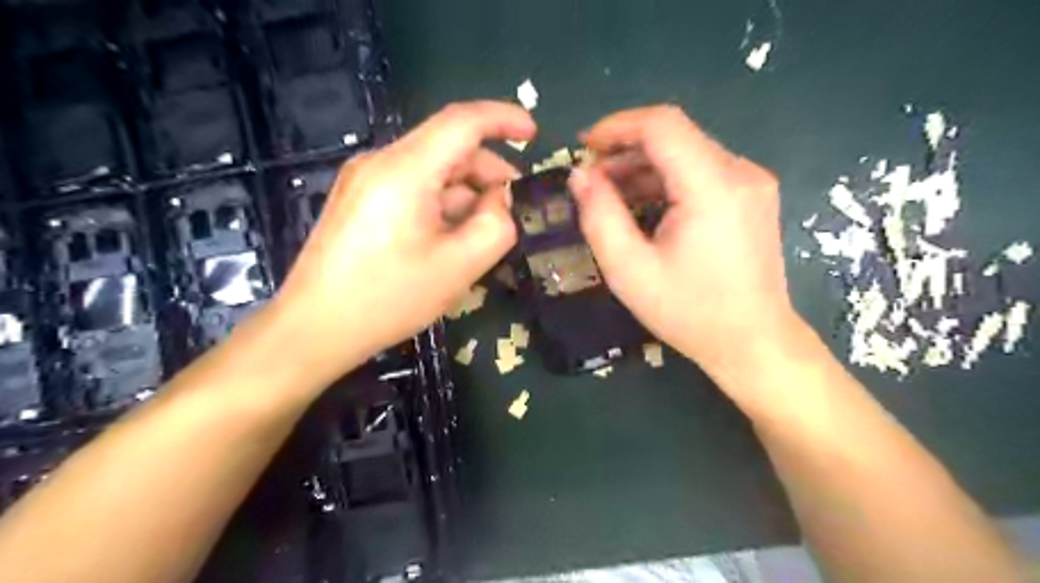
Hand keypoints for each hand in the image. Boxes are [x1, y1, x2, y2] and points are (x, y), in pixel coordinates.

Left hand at [272, 101, 535, 382]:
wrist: (315, 328)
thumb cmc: (388, 299)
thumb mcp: (458, 266)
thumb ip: (496, 226)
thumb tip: (501, 201)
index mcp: (404, 170)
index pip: (462, 122)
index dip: (503, 119)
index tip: (534, 134)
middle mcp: (380, 162)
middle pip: (448, 147)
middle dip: (488, 171)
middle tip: (514, 207)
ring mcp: (365, 180)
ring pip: (432, 169)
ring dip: (466, 191)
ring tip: (484, 230)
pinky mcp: (360, 199)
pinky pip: (413, 187)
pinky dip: (442, 202)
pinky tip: (452, 235)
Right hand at [568, 104, 796, 382]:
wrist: (753, 343)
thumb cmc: (689, 313)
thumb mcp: (629, 270)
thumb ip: (599, 216)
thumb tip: (580, 175)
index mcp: (713, 186)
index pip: (662, 125)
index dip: (616, 126)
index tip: (584, 148)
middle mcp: (740, 172)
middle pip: (674, 136)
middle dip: (625, 150)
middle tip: (591, 180)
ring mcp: (751, 183)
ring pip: (686, 153)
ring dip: (643, 167)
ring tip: (610, 196)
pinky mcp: (752, 197)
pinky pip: (701, 172)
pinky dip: (666, 181)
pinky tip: (643, 206)